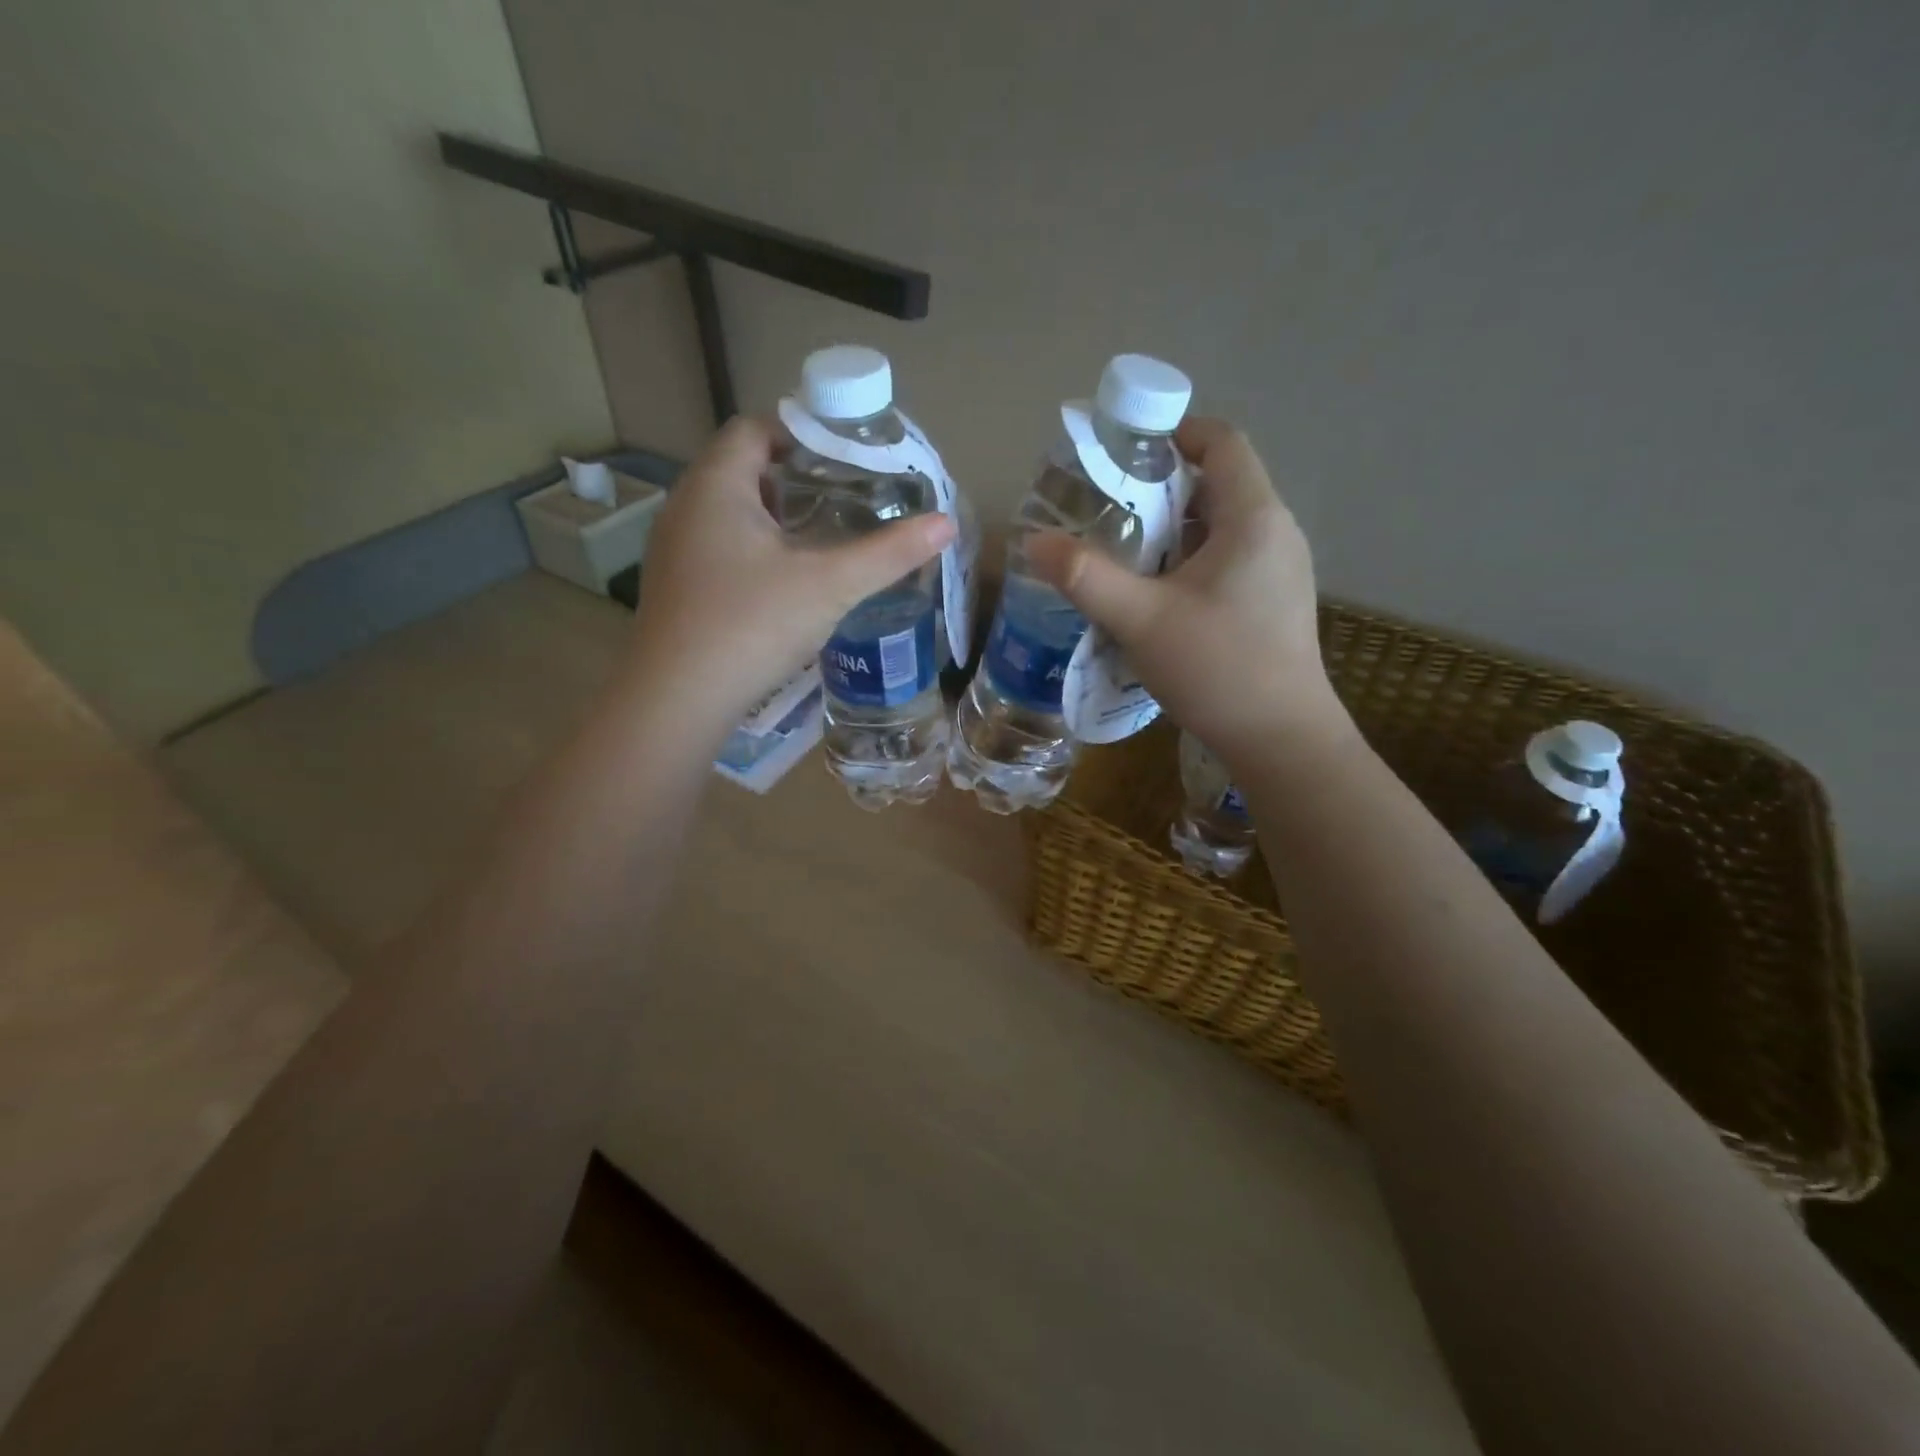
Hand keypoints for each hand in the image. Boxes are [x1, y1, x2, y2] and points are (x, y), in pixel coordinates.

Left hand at [624, 416, 954, 731]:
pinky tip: (787, 581)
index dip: (801, 432)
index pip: (755, 428)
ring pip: (731, 512)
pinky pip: (720, 547)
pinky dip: (756, 549)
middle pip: (743, 468)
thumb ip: (888, 553)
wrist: (677, 700)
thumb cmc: (751, 625)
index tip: (846, 457)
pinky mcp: (676, 587)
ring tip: (825, 535)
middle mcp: (686, 506)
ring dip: (776, 516)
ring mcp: (675, 550)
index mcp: (716, 485)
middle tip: (847, 496)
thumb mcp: (830, 585)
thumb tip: (946, 524)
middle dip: (796, 477)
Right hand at [1024, 417, 1348, 767]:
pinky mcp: (1273, 602)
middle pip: (1217, 484)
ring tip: (1122, 551)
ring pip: (1220, 526)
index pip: (1221, 443)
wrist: (1281, 741)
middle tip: (1107, 508)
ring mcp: (1279, 570)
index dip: (1174, 432)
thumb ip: (1086, 577)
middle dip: (1160, 488)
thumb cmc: (1217, 669)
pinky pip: (1227, 559)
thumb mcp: (1142, 621)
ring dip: (1171, 529)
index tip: (1124, 450)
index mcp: (1253, 518)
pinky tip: (1156, 595)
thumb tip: (1034, 541)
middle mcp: (1275, 533)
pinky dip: (1189, 560)